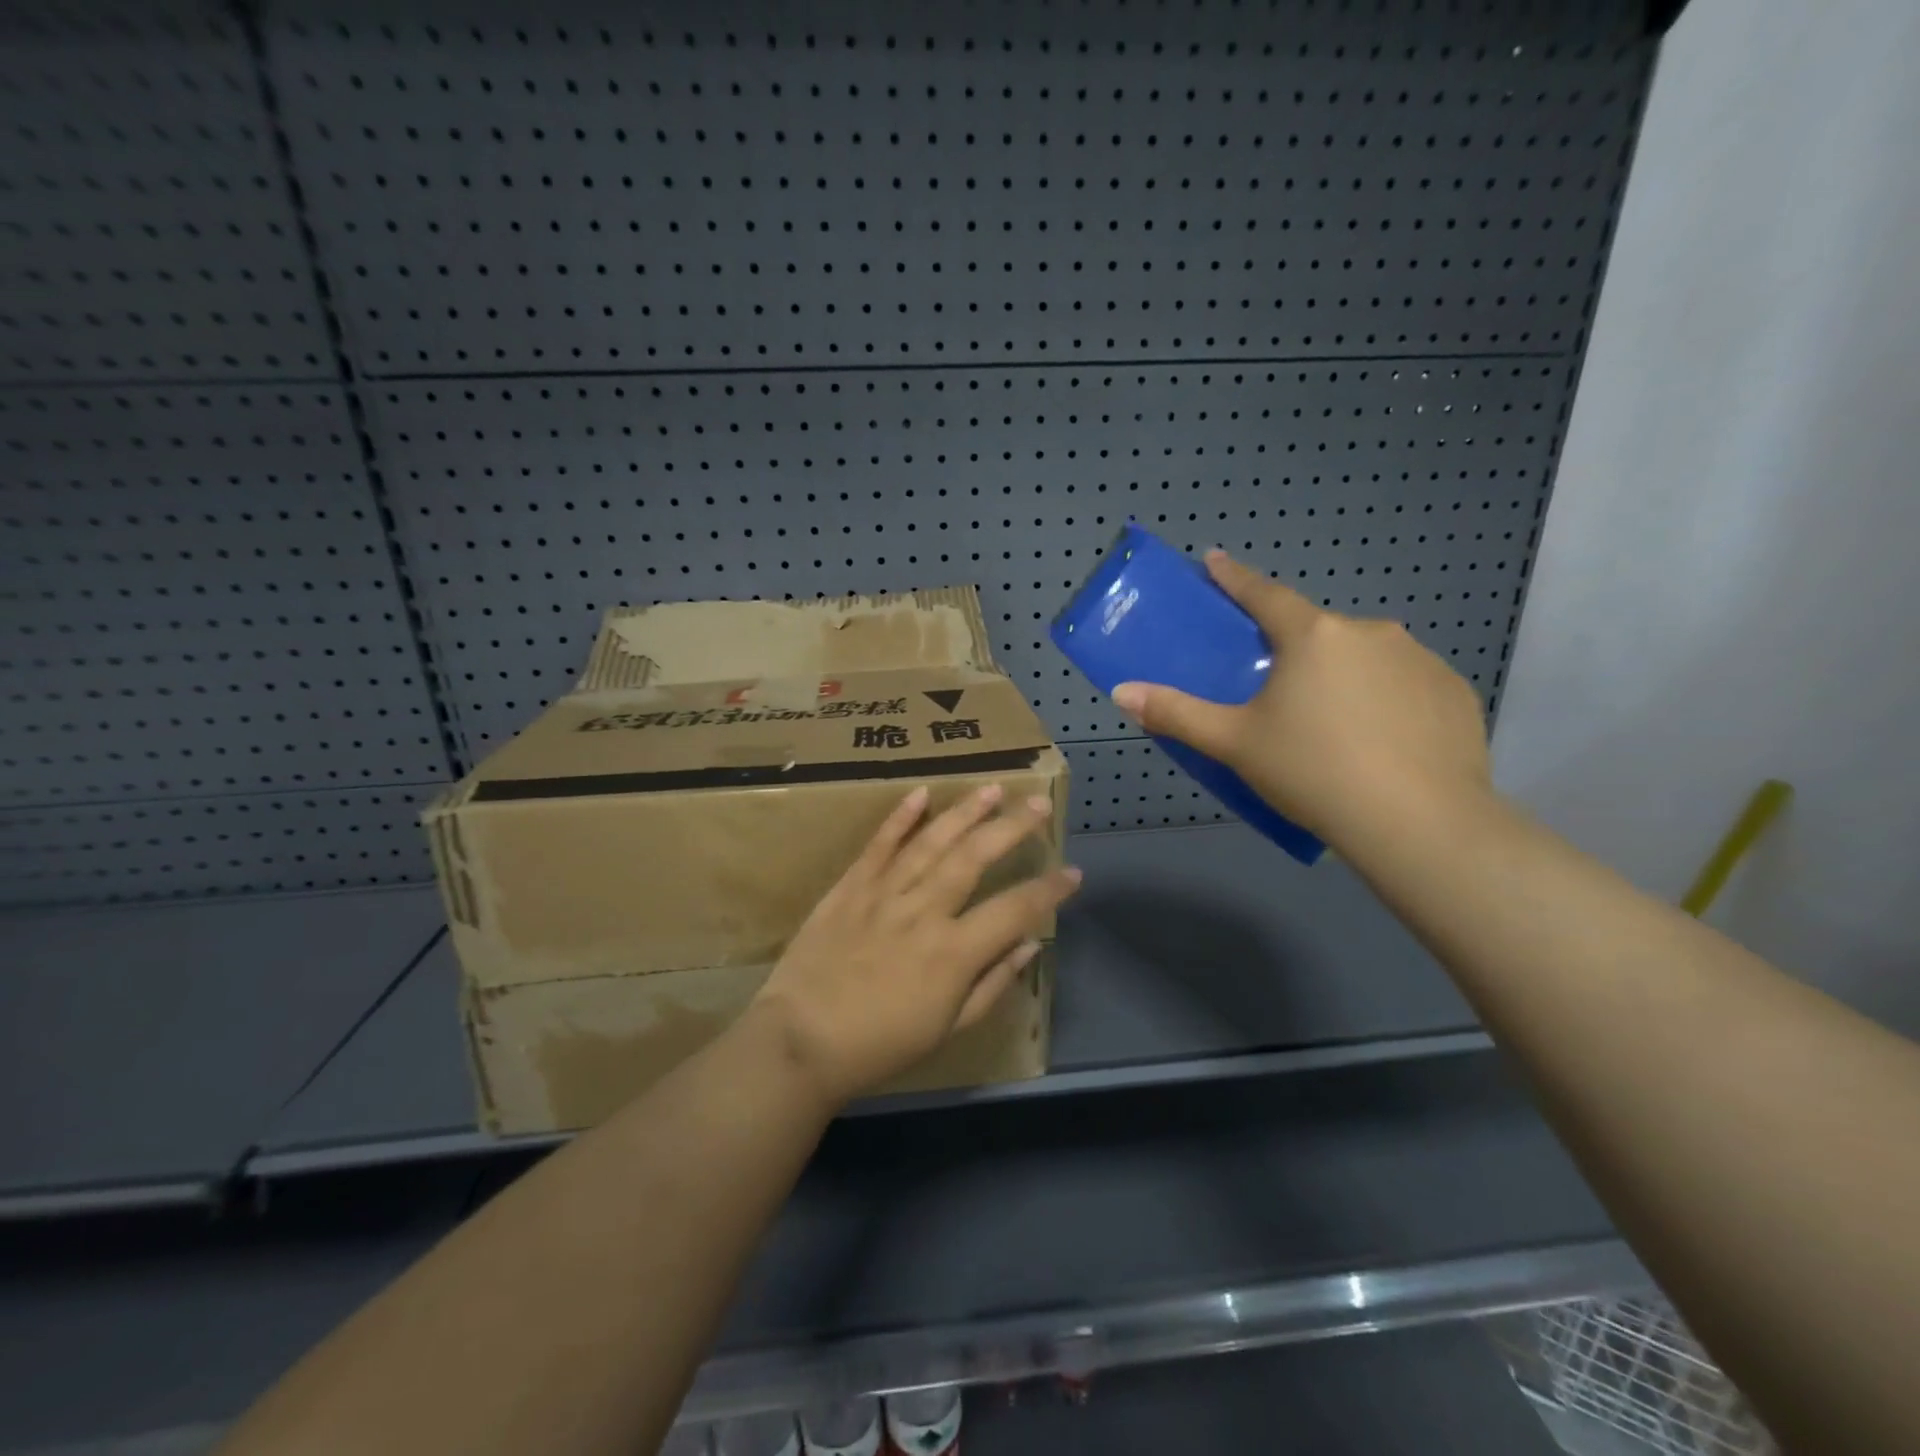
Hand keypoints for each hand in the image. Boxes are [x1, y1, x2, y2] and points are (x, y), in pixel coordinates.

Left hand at [749, 783, 1081, 1108]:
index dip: (1048, 890)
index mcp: (954, 952)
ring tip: (992, 788)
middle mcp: (924, 912)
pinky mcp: (850, 887)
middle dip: (1012, 827)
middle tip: (1038, 804)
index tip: (1072, 872)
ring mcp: (884, 894)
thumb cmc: (881, 1045)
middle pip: (975, 858)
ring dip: (964, 812)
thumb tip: (1029, 946)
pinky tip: (920, 794)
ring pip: (932, 842)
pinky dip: (899, 818)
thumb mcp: (947, 1029)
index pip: (1015, 910)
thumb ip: (992, 983)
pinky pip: (879, 846)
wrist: (801, 1040)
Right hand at [1110, 549, 1492, 849]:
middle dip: (1294, 648)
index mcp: (1313, 636)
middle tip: (1278, 689)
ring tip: (1331, 724)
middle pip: (1317, 631)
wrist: (1419, 822)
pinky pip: (1404, 683)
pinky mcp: (1453, 691)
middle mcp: (1369, 632)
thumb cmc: (1313, 772)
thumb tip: (1121, 692)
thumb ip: (1176, 714)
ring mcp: (1420, 658)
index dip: (1234, 577)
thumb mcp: (1234, 744)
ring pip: (1364, 656)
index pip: (1264, 593)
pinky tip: (1380, 740)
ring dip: (1342, 675)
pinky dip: (1385, 699)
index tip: (1215, 560)